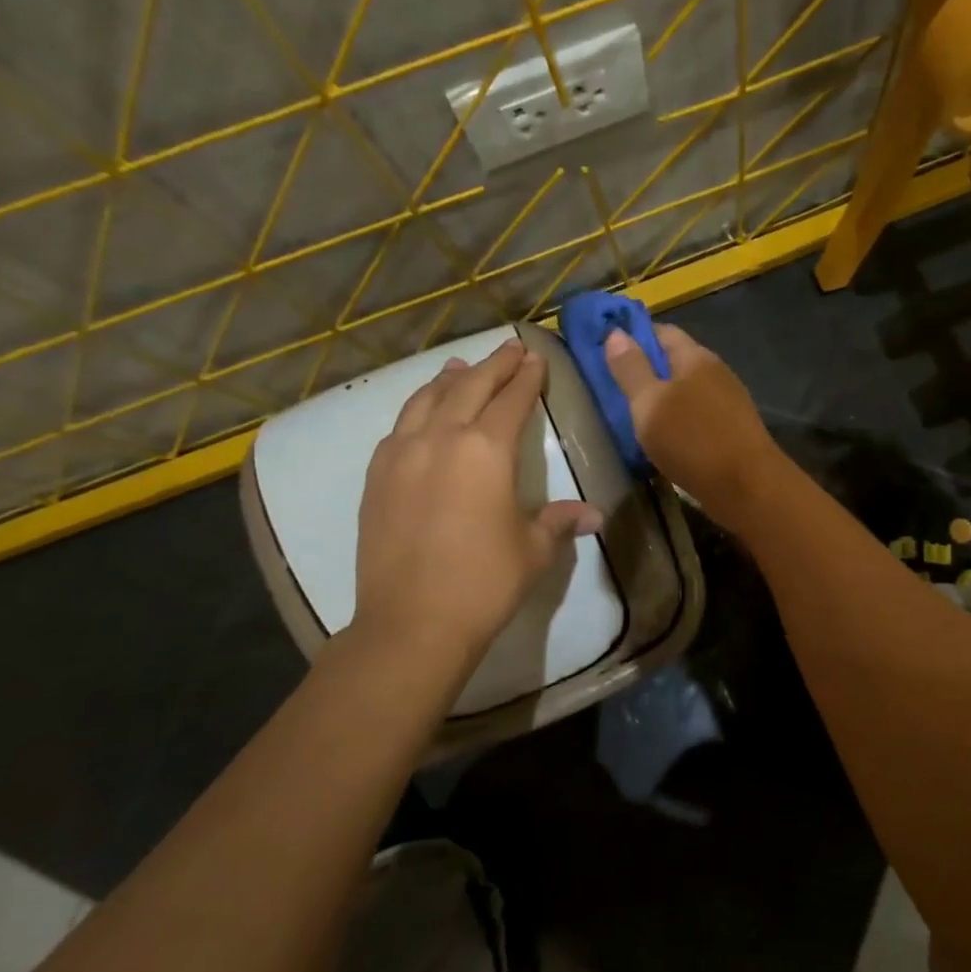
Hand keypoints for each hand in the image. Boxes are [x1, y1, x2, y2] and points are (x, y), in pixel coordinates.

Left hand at [349, 340, 601, 677]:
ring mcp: (402, 454)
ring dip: (449, 380)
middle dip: (493, 366)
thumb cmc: (484, 582)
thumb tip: (593, 515)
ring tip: (460, 367)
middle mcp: (441, 438)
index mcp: (486, 450)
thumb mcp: (533, 550)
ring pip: (426, 400)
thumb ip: (559, 521)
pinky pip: (399, 427)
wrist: (412, 622)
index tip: (536, 359)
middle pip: (469, 387)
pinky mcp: (376, 476)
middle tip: (509, 349)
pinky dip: (417, 410)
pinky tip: (421, 414)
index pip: (512, 400)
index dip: (527, 378)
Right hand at [604, 323, 784, 529]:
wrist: (748, 488)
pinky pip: (698, 416)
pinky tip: (665, 439)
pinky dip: (679, 422)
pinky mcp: (733, 431)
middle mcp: (716, 372)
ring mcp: (728, 402)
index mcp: (696, 358)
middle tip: (614, 387)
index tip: (607, 350)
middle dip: (648, 370)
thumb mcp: (649, 404)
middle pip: (676, 361)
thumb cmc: (693, 441)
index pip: (662, 332)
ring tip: (635, 415)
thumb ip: (631, 369)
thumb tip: (616, 332)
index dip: (634, 336)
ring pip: (688, 391)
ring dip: (663, 399)